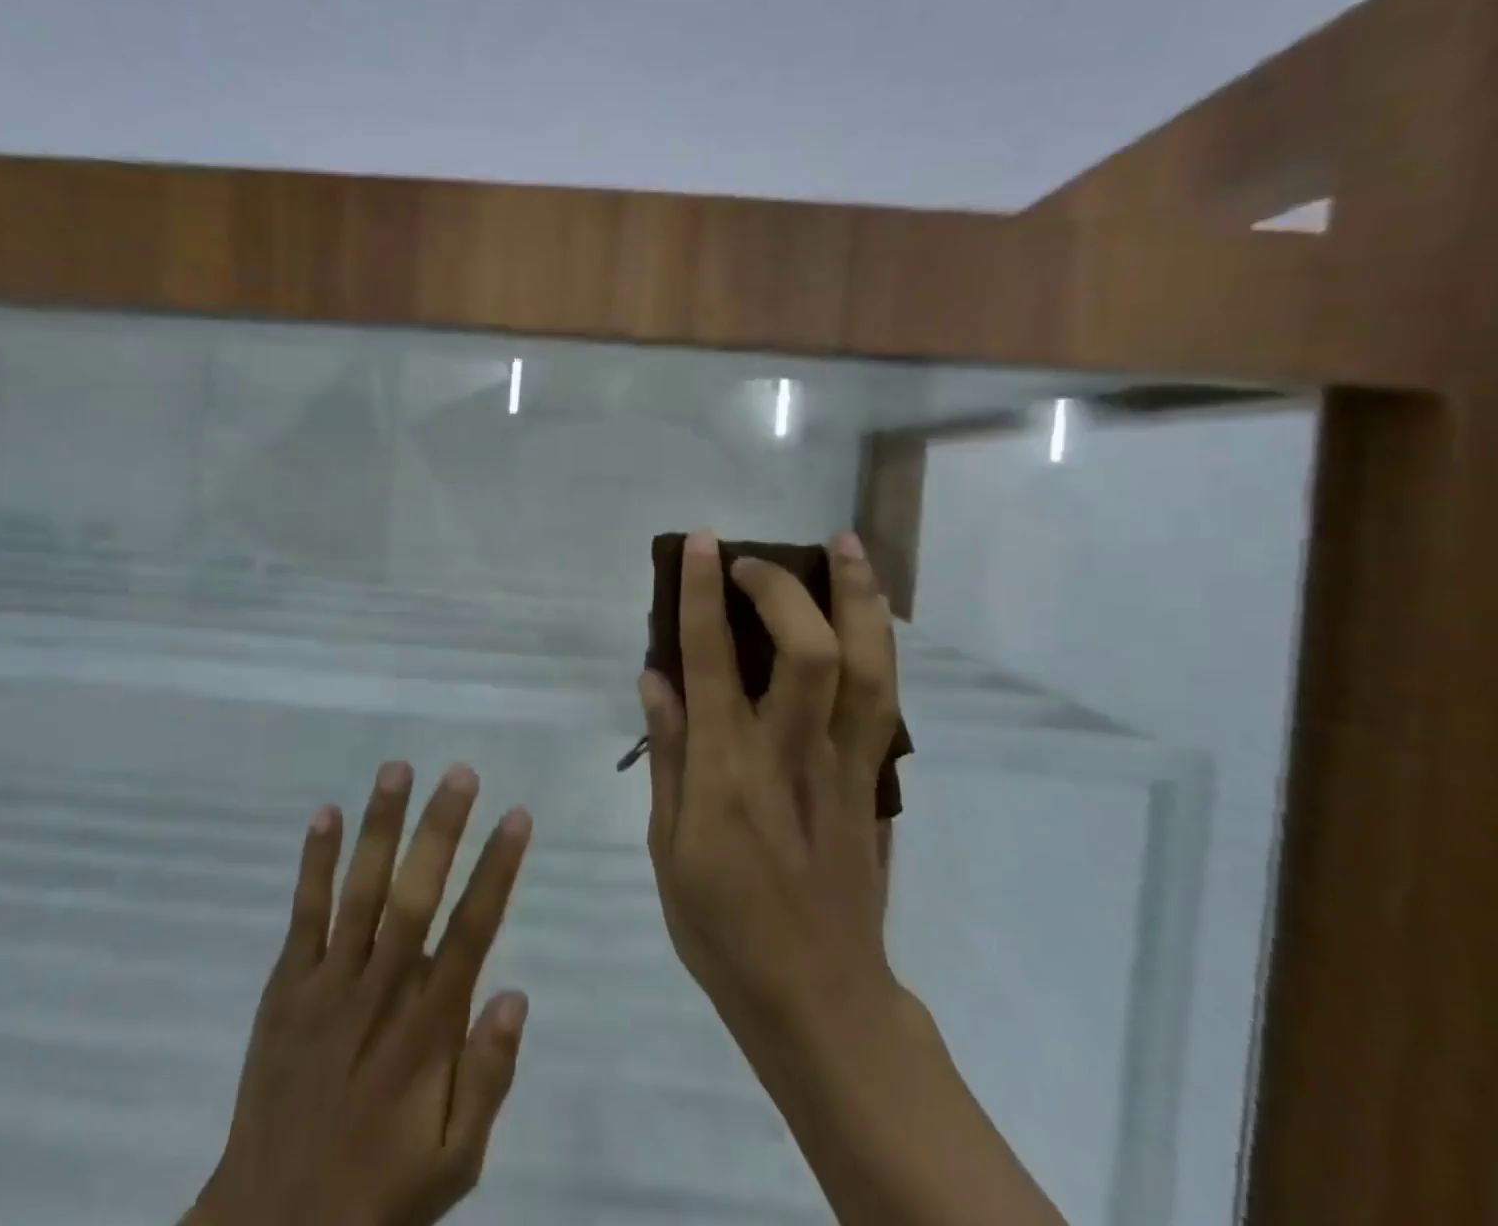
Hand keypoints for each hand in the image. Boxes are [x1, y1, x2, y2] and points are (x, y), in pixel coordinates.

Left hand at [189, 763, 532, 1225]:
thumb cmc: (379, 1189)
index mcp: (428, 1028)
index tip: (516, 816)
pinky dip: (313, 865)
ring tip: (397, 769)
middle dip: (440, 829)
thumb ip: (488, 1078)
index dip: (496, 870)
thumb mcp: (455, 1160)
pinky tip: (325, 816)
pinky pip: (303, 915)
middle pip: (416, 896)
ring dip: (380, 828)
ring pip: (361, 891)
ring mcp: (328, 984)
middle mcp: (381, 991)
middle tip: (461, 773)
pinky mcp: (286, 987)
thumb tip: (516, 994)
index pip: (472, 931)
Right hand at [638, 529, 903, 1056]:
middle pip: (809, 651)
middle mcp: (789, 754)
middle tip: (752, 558)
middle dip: (782, 587)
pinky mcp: (873, 779)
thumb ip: (667, 753)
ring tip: (846, 544)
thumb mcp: (667, 845)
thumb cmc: (722, 925)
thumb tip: (655, 676)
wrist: (817, 996)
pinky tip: (869, 613)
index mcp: (726, 771)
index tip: (700, 543)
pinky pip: (884, 699)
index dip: (706, 593)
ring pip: (867, 666)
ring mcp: (843, 764)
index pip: (712, 660)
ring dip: (858, 597)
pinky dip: (879, 643)